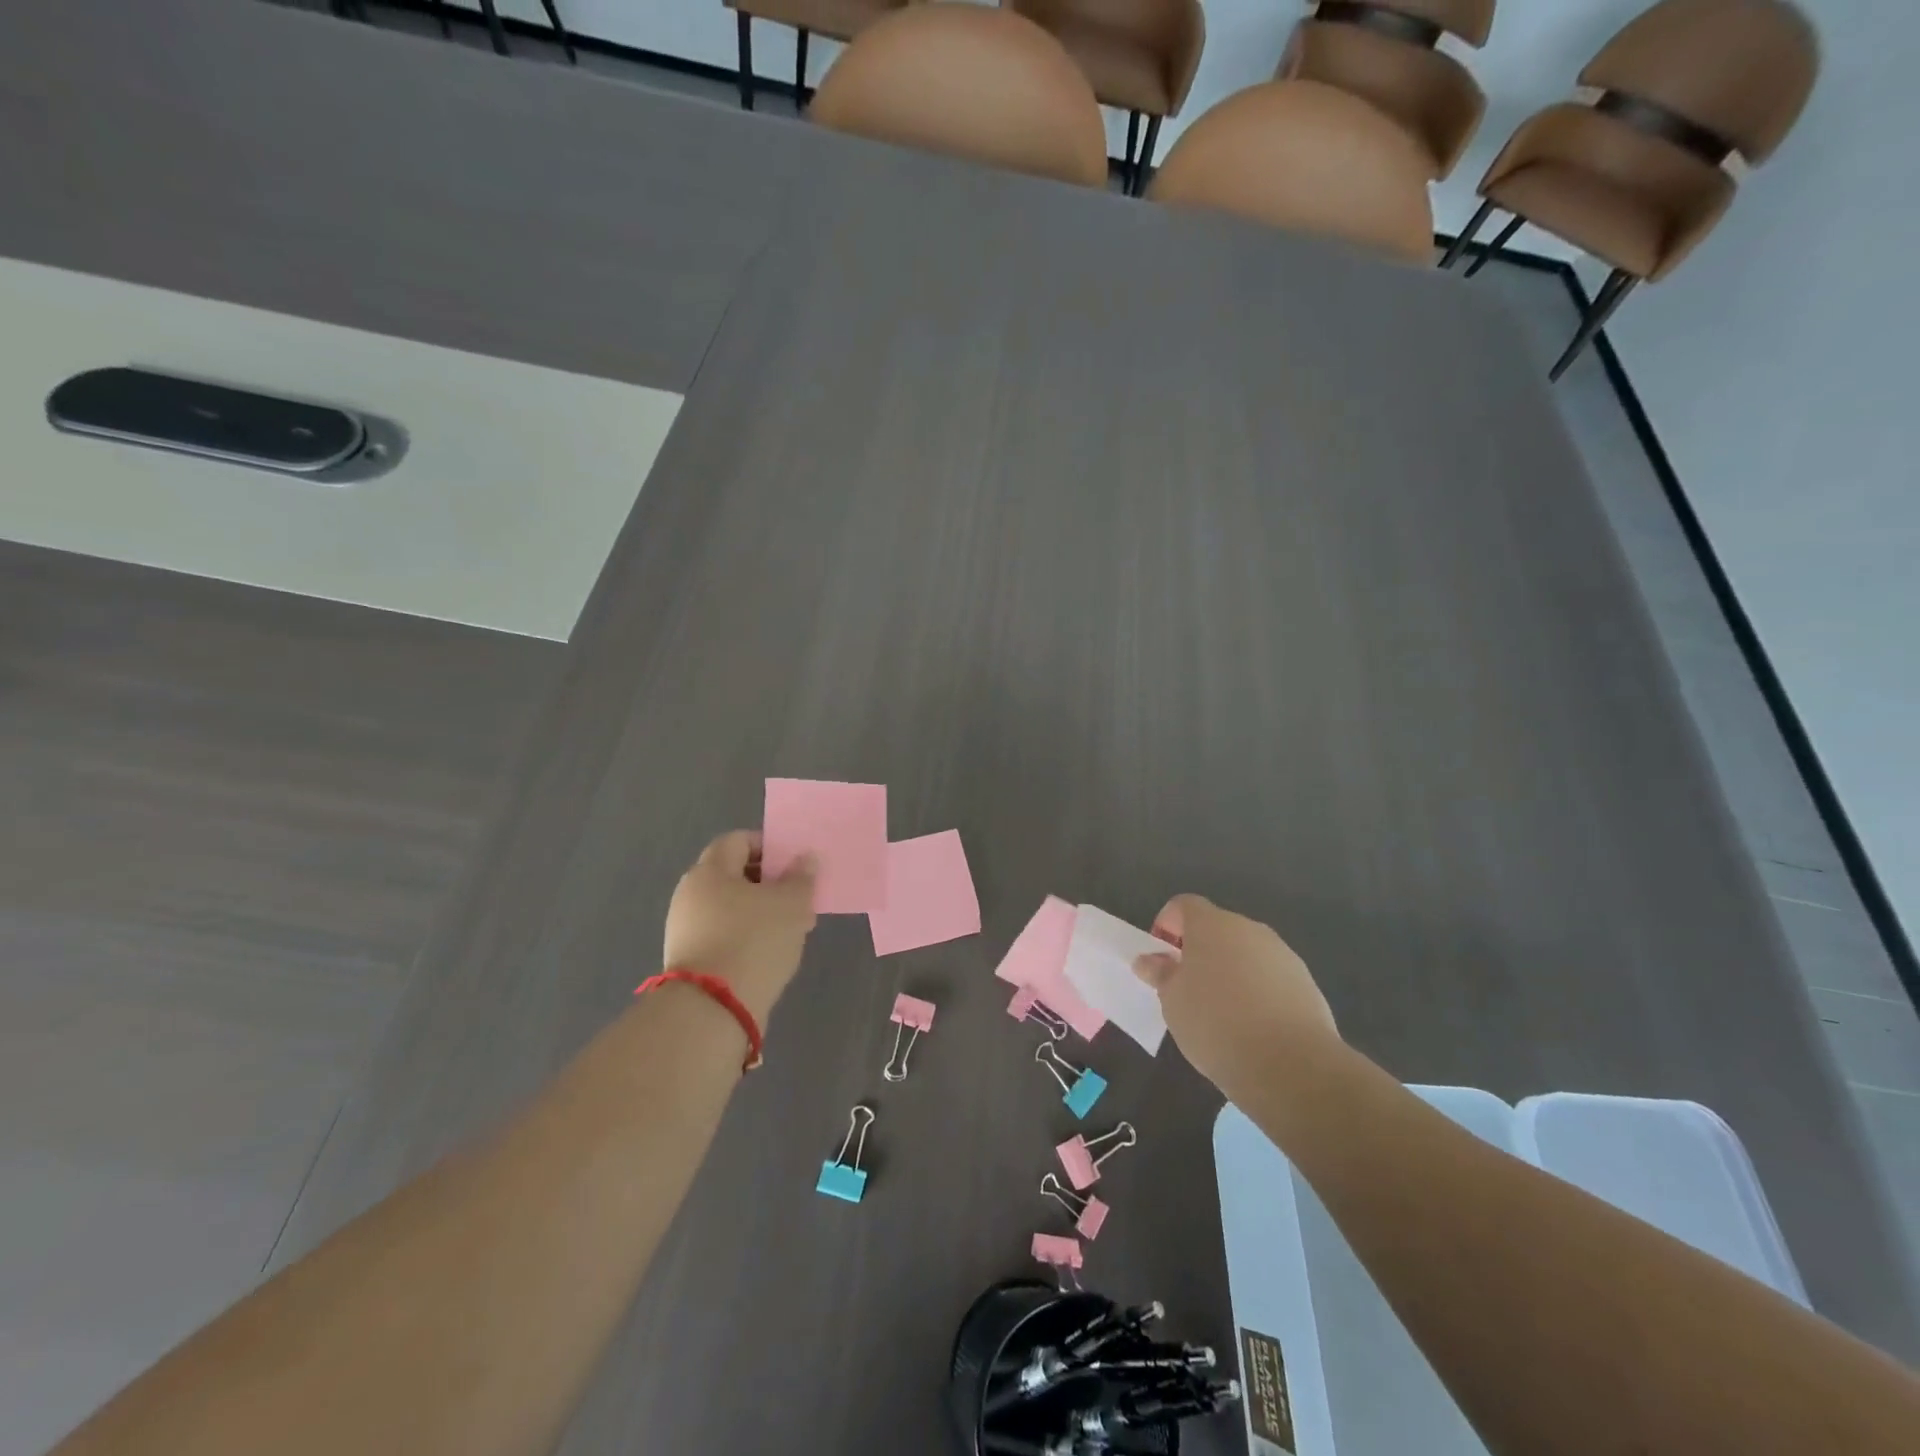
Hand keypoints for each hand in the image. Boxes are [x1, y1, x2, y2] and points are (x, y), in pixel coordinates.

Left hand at [662, 831, 816, 1022]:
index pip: (738, 841)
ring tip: (792, 930)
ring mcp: (686, 928)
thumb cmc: (754, 941)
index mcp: (710, 871)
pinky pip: (724, 935)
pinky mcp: (690, 960)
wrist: (712, 1010)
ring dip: (762, 913)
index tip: (794, 866)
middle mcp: (691, 894)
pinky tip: (771, 953)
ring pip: (731, 908)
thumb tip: (806, 858)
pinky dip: (747, 937)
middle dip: (770, 884)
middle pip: (734, 875)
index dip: (769, 847)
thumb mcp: (791, 904)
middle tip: (799, 899)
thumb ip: (801, 878)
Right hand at [1133, 894, 1338, 1097]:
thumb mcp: (1173, 1001)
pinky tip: (1253, 1026)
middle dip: (1200, 951)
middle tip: (1187, 988)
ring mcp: (1282, 954)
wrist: (1290, 1064)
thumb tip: (1149, 960)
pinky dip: (1257, 991)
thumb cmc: (1215, 1023)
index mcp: (1211, 925)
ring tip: (1222, 1012)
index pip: (1184, 905)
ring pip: (1246, 953)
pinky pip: (1271, 976)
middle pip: (1217, 928)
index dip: (1167, 925)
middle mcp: (1249, 929)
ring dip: (1230, 970)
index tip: (1162, 958)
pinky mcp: (1306, 982)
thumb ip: (1160, 974)